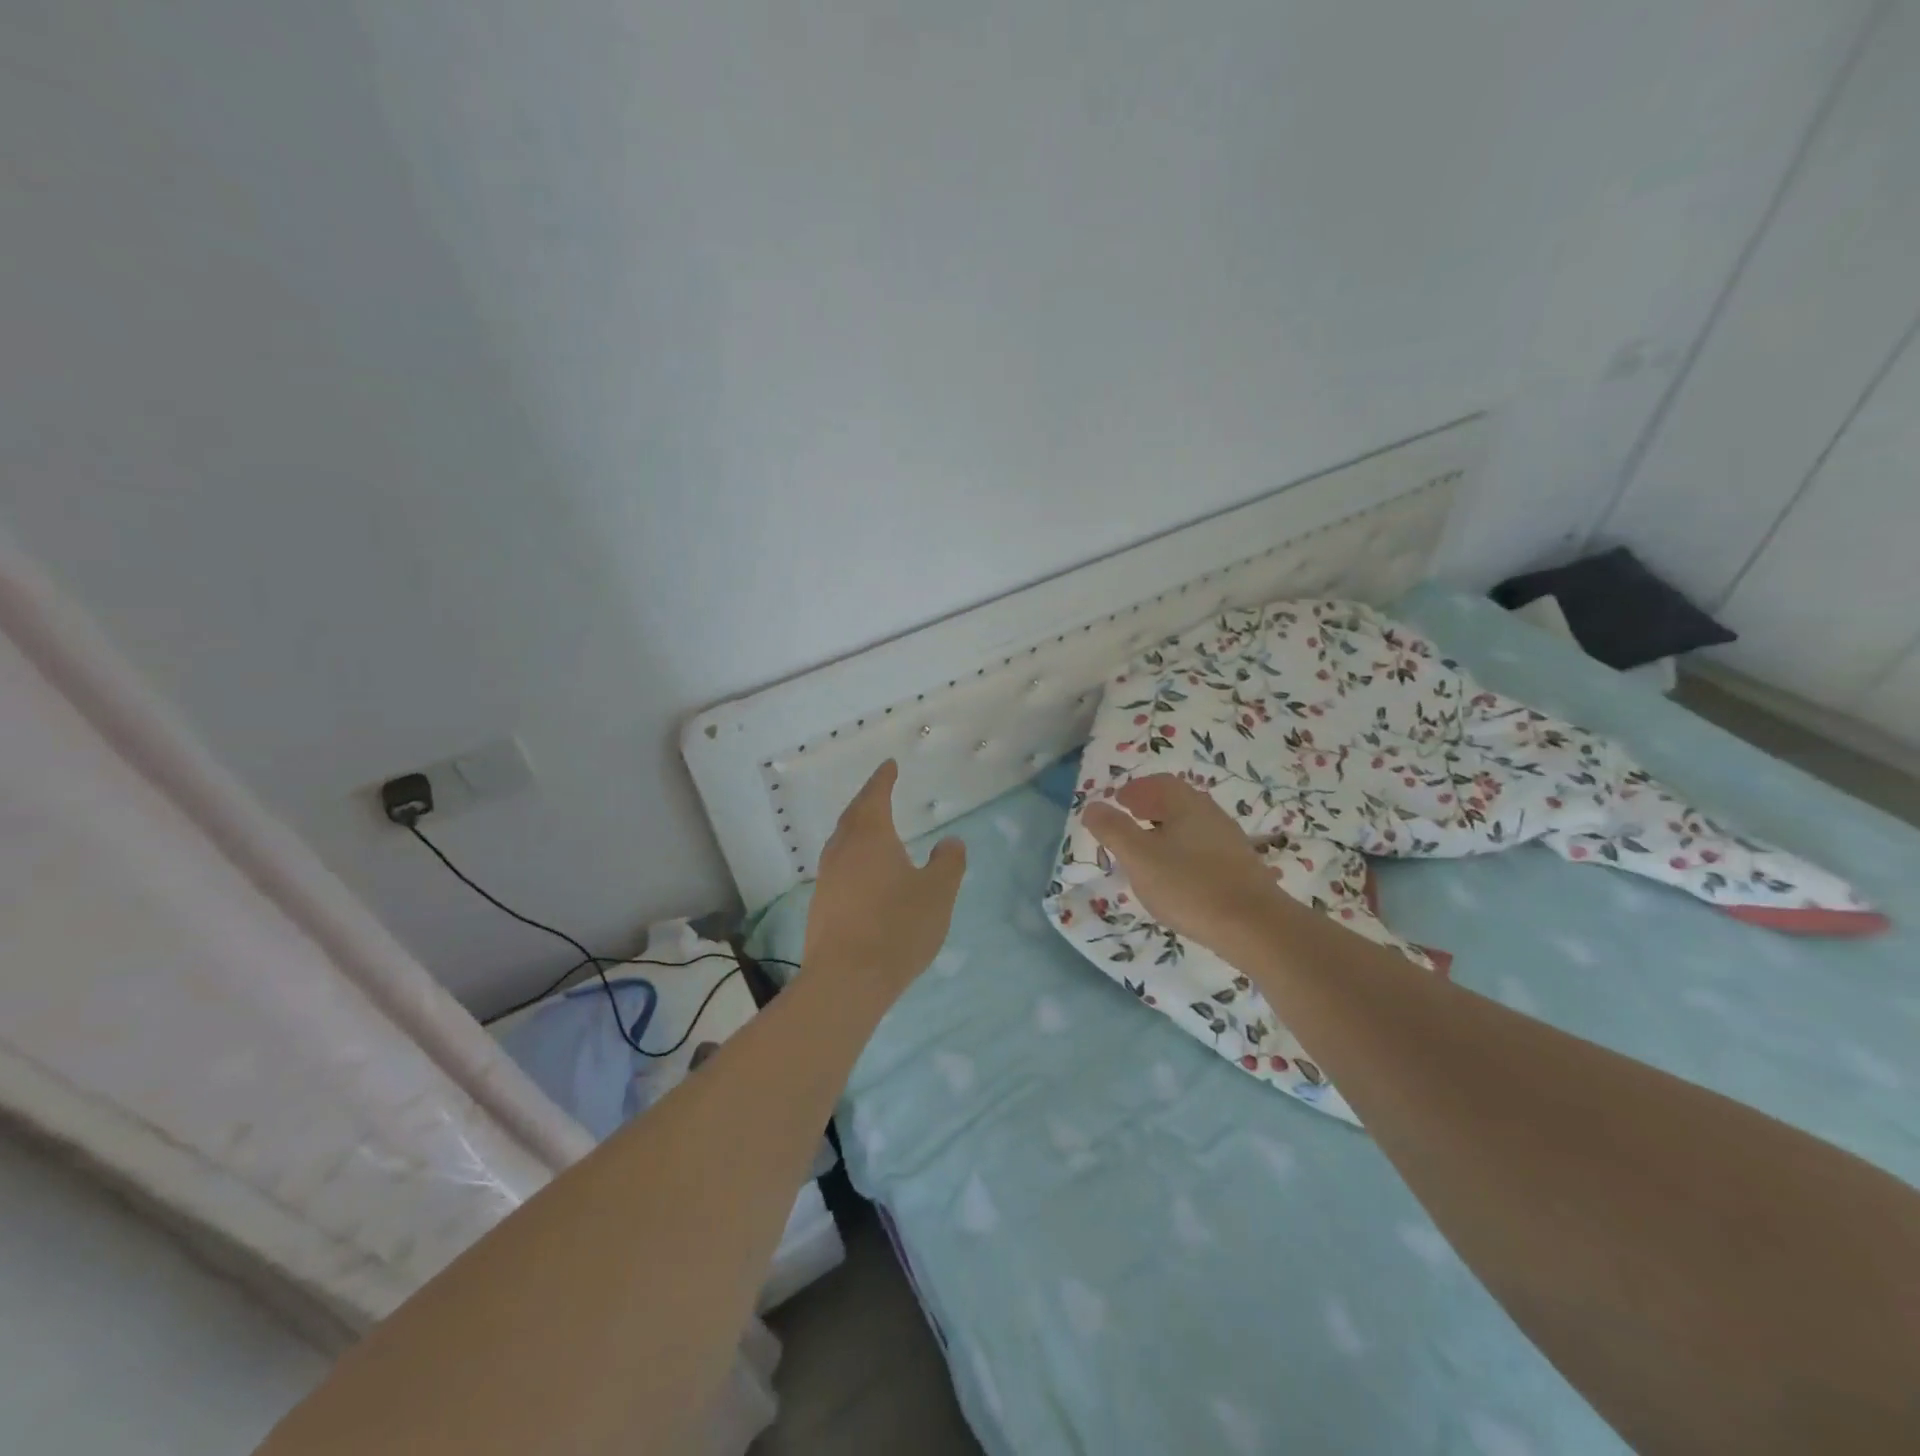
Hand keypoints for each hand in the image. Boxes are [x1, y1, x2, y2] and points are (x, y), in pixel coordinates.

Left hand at [803, 760, 966, 1001]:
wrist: (847, 980)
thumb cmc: (897, 927)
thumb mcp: (938, 893)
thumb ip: (948, 863)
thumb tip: (950, 842)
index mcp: (870, 837)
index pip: (875, 796)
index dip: (883, 779)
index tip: (889, 765)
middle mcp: (842, 850)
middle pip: (853, 816)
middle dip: (868, 801)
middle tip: (880, 791)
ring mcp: (827, 879)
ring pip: (842, 842)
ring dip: (858, 830)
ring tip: (874, 831)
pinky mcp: (821, 906)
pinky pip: (839, 868)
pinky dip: (854, 858)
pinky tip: (865, 875)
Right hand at [1083, 774, 1288, 954]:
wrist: (1255, 927)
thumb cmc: (1189, 886)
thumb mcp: (1139, 858)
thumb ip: (1113, 830)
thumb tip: (1093, 806)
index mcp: (1187, 804)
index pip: (1160, 783)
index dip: (1136, 789)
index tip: (1118, 801)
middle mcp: (1212, 815)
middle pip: (1177, 802)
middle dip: (1150, 807)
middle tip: (1129, 821)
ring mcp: (1230, 842)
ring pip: (1191, 826)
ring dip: (1166, 830)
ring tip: (1147, 851)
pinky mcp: (1240, 869)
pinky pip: (1203, 848)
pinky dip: (1182, 851)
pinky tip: (1176, 876)